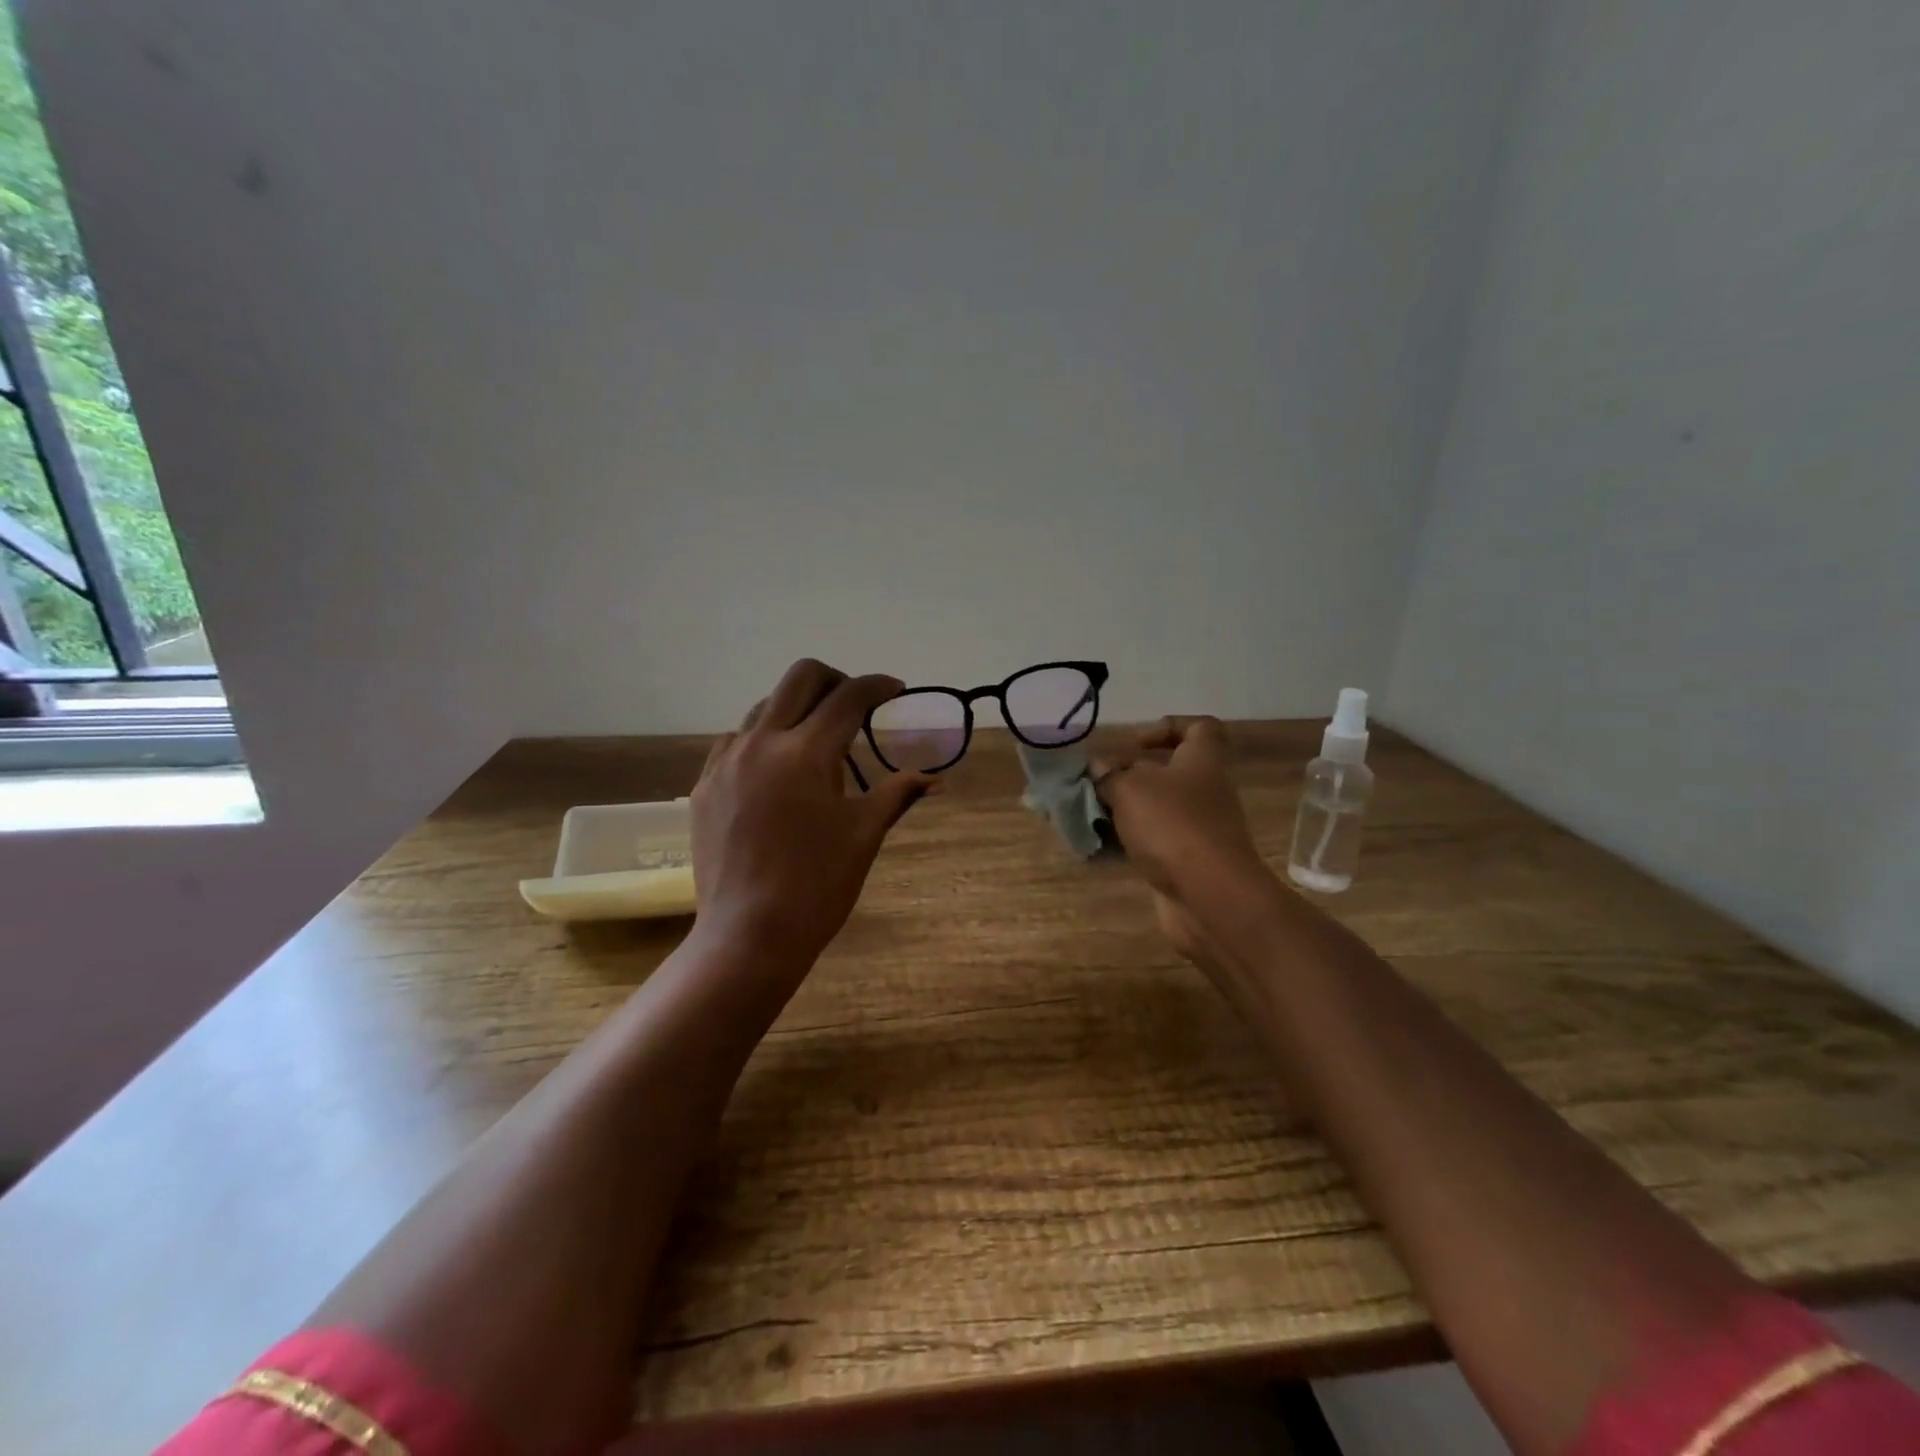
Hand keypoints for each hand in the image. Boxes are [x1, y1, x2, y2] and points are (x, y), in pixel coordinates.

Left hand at [693, 658, 934, 964]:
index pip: (849, 697)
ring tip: (815, 744)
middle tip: (855, 706)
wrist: (749, 934)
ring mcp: (726, 761)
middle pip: (800, 678)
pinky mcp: (705, 784)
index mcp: (807, 753)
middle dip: (834, 680)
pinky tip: (775, 771)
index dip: (878, 686)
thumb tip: (934, 780)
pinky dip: (762, 740)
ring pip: (764, 707)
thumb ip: (897, 794)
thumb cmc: (818, 885)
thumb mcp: (864, 834)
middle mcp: (762, 742)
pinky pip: (734, 741)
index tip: (895, 691)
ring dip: (796, 711)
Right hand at [1094, 717, 1271, 966]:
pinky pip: (1152, 842)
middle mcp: (1205, 789)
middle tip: (1097, 783)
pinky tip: (1099, 845)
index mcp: (1202, 760)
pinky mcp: (1186, 860)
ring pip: (1155, 809)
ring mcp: (1197, 828)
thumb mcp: (1130, 788)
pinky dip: (1127, 842)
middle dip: (1129, 776)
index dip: (1167, 727)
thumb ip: (1109, 775)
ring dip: (1123, 810)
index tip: (1134, 744)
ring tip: (1088, 814)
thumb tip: (1098, 768)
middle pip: (1167, 771)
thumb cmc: (1173, 825)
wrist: (1210, 896)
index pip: (1199, 728)